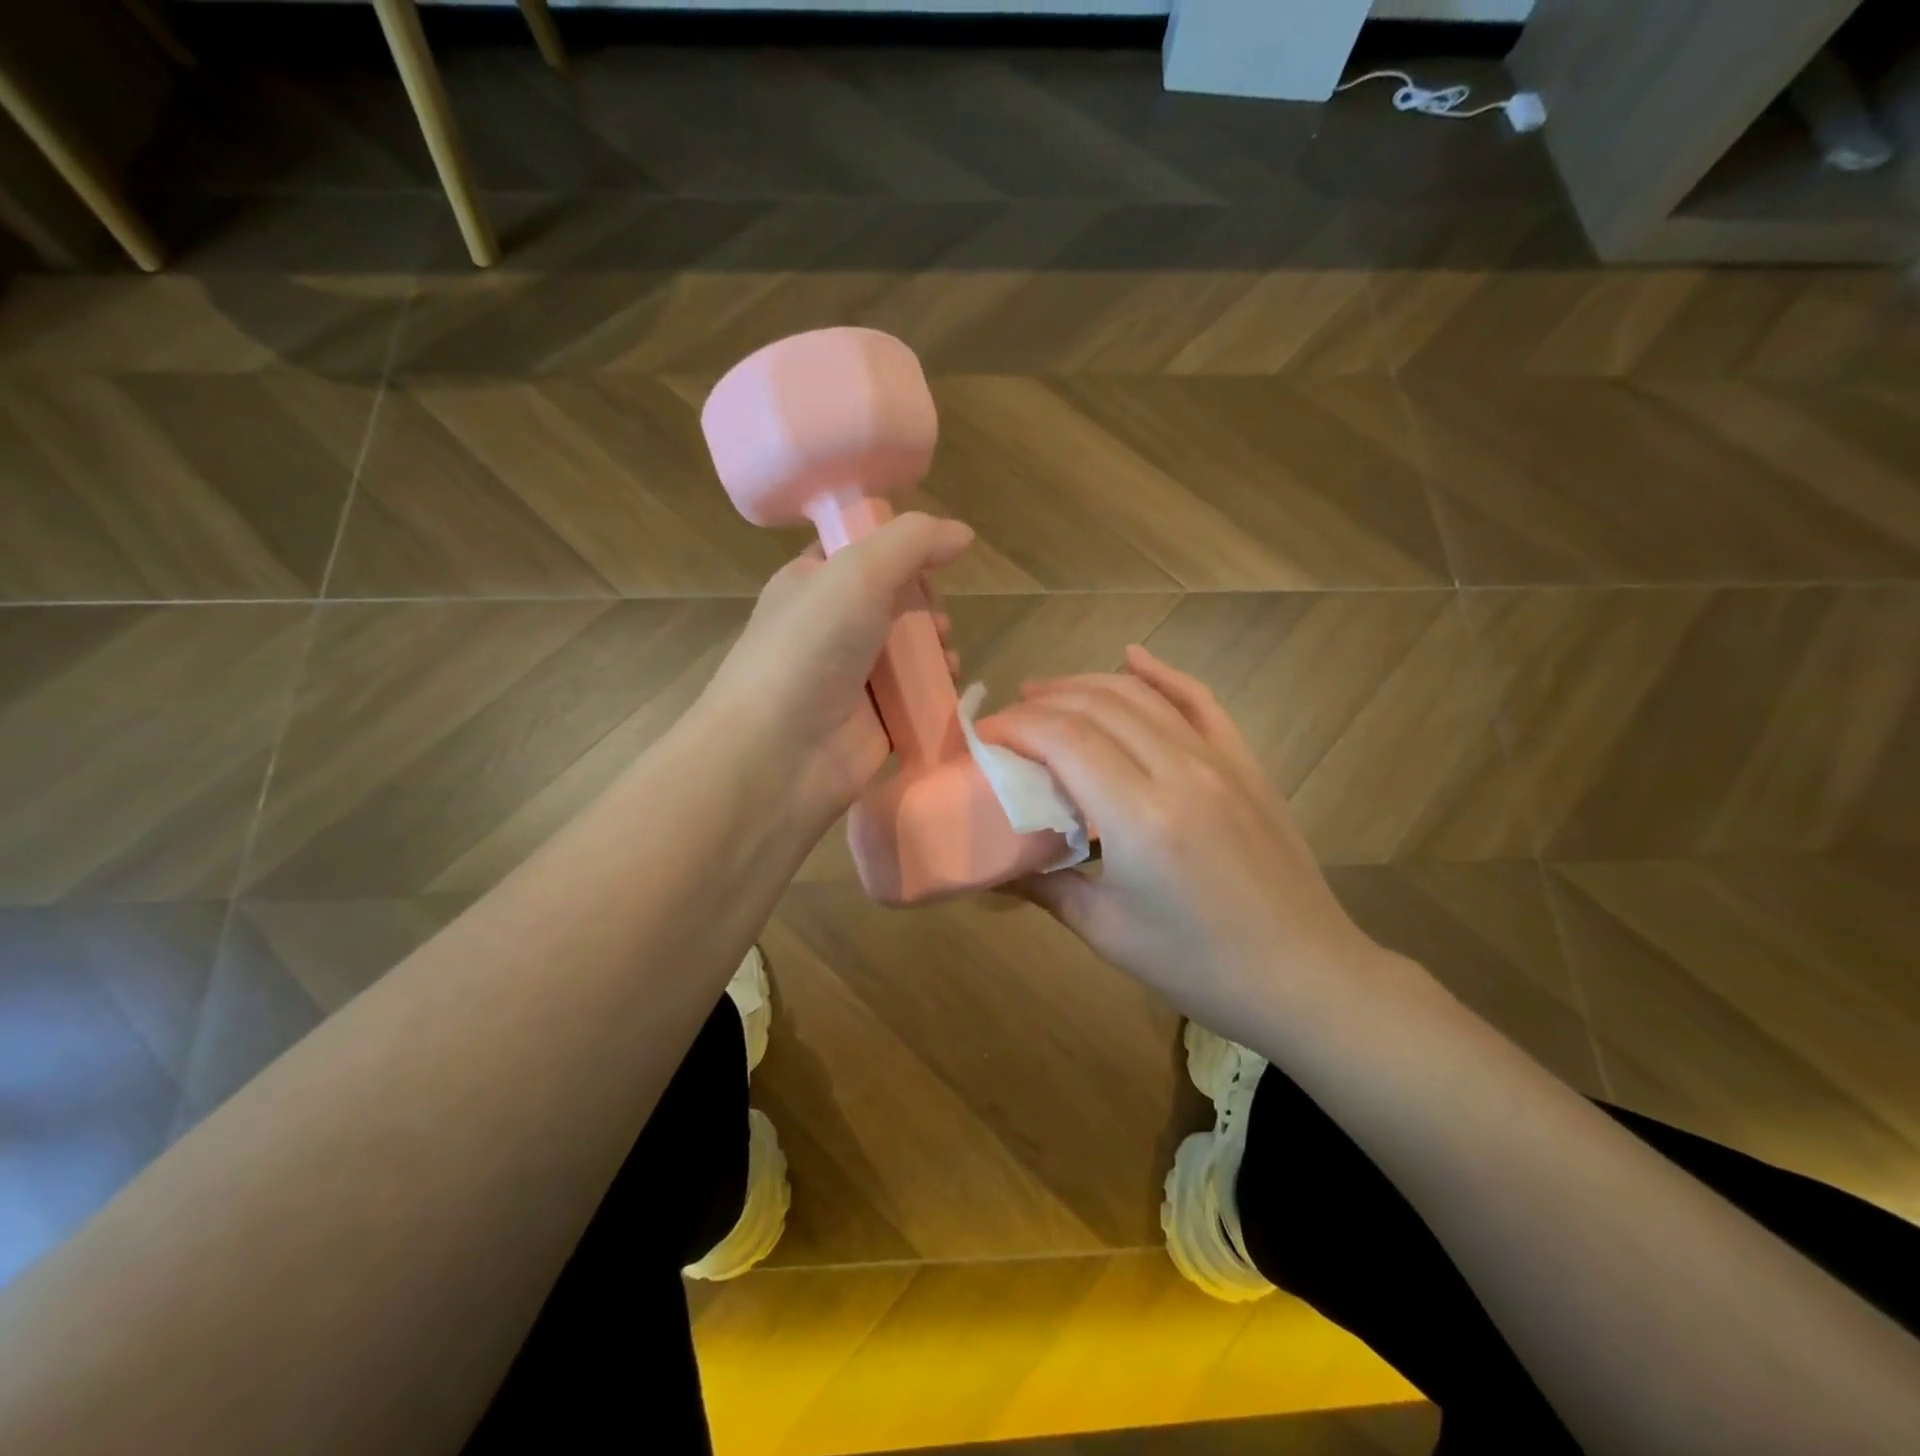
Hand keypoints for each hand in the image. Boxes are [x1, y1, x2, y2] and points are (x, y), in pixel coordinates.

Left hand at [701, 512, 972, 826]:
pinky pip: (916, 697)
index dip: (901, 551)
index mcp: (811, 583)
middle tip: (935, 621)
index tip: (931, 561)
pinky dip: (937, 690)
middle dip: (925, 606)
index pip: (862, 553)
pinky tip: (948, 688)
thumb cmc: (810, 650)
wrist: (778, 754)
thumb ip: (913, 543)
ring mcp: (851, 678)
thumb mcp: (857, 573)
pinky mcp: (874, 722)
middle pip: (895, 602)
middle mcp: (829, 627)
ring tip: (945, 657)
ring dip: (937, 649)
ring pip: (910, 651)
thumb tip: (963, 534)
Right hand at [977, 646, 1386, 1030]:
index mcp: (1139, 817)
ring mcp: (1219, 760)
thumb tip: (997, 866)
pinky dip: (1163, 674)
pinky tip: (1133, 656)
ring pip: (1141, 696)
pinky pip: (1200, 701)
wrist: (1304, 975)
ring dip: (1086, 683)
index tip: (983, 737)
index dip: (1015, 726)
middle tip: (1007, 718)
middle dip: (1041, 702)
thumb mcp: (1106, 932)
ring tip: (1045, 691)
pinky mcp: (1245, 762)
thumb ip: (1046, 886)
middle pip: (1097, 707)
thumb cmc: (1198, 965)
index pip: (1063, 739)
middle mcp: (1179, 771)